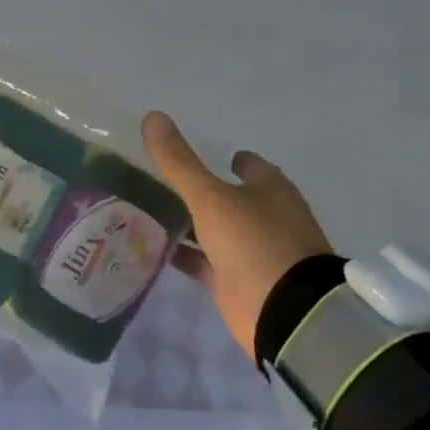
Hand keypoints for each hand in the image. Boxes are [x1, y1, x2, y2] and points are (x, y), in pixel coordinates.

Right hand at [142, 111, 333, 357]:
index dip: (220, 156)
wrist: (286, 314)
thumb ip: (179, 161)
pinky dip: (184, 254)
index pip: (245, 163)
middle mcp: (265, 216)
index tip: (186, 156)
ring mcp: (252, 251)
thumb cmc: (254, 242)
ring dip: (187, 222)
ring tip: (144, 209)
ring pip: (213, 229)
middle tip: (153, 179)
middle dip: (197, 190)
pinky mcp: (237, 281)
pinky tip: (152, 246)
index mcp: (269, 188)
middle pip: (226, 196)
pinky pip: (204, 260)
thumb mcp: (210, 197)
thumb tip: (152, 116)